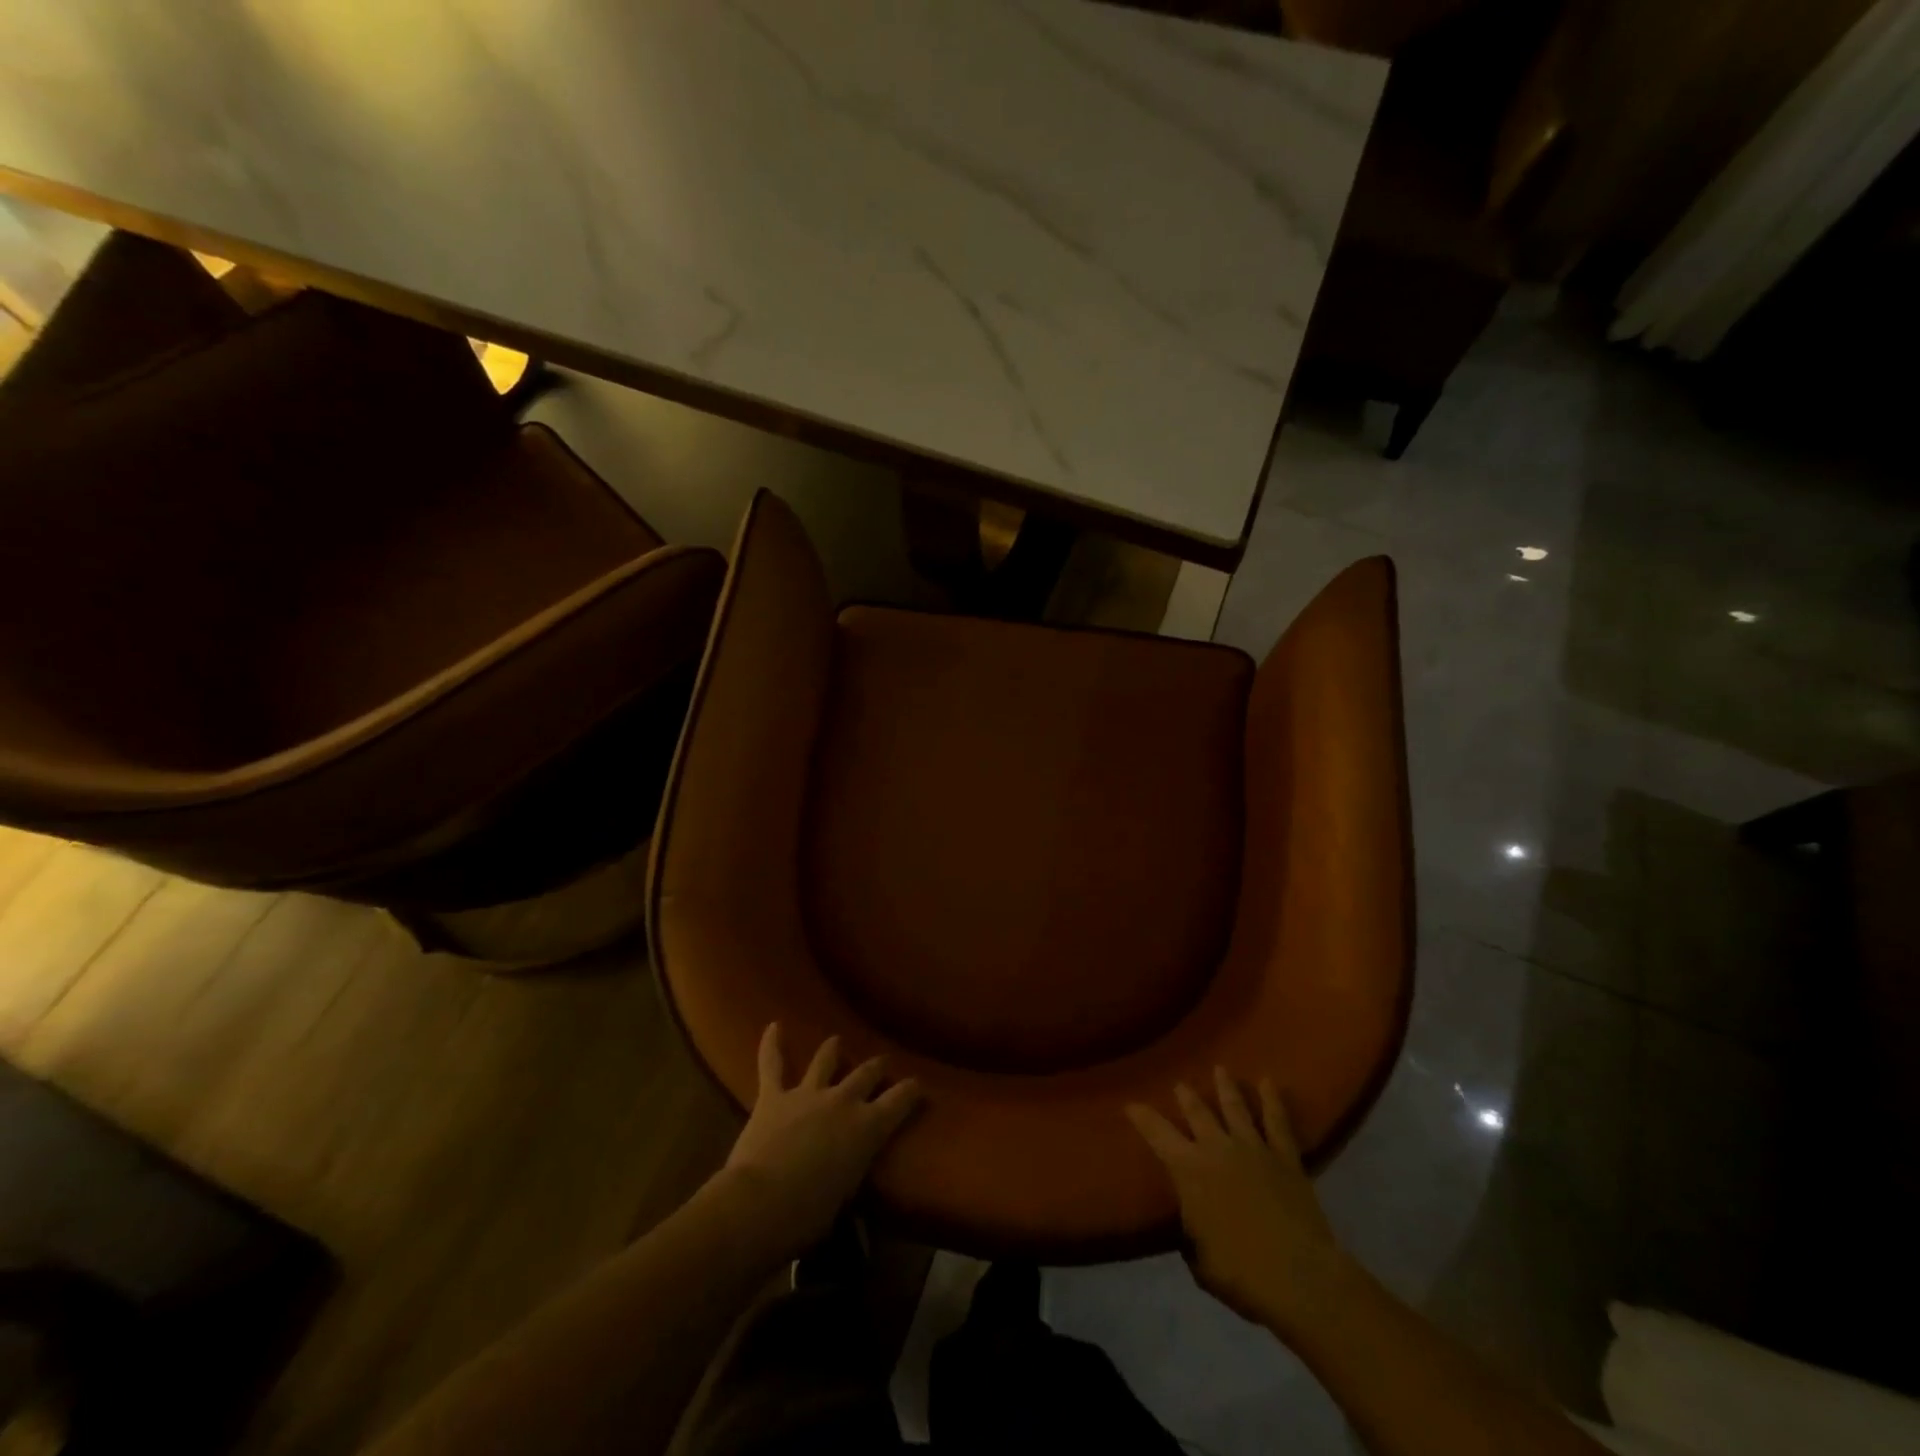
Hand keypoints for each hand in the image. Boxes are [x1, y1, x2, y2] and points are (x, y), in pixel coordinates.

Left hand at [721, 1023, 921, 1250]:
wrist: (762, 1203)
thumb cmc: (809, 1215)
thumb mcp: (845, 1196)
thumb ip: (851, 1171)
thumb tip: (848, 1169)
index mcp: (868, 1127)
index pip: (900, 1100)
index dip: (911, 1090)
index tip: (918, 1085)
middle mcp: (843, 1100)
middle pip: (867, 1073)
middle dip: (876, 1067)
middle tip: (881, 1064)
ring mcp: (808, 1093)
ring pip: (826, 1060)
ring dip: (833, 1049)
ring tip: (837, 1042)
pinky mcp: (774, 1096)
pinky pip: (773, 1064)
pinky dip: (772, 1044)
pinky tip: (773, 1026)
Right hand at [1128, 1068, 1352, 1335]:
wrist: (1299, 1277)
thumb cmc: (1240, 1273)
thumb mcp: (1199, 1258)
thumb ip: (1192, 1230)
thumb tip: (1194, 1220)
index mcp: (1189, 1170)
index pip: (1157, 1134)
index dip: (1142, 1117)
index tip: (1131, 1104)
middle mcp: (1217, 1149)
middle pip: (1198, 1113)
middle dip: (1186, 1097)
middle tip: (1179, 1084)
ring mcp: (1253, 1149)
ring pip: (1235, 1108)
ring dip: (1225, 1087)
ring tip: (1220, 1069)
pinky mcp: (1286, 1158)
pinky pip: (1278, 1122)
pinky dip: (1273, 1100)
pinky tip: (1268, 1082)